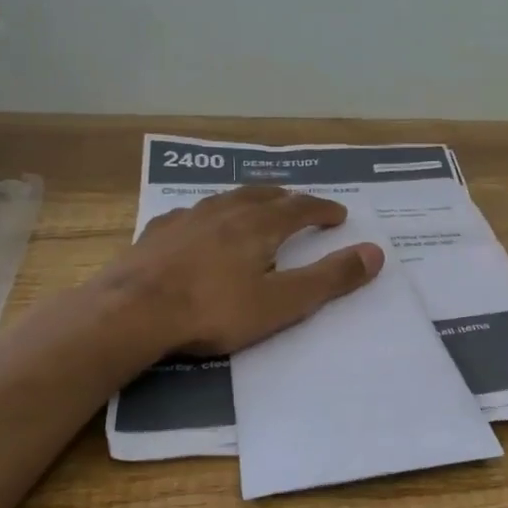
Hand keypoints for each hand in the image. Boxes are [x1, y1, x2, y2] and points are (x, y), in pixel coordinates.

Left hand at [118, 185, 384, 355]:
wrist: (131, 312)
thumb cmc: (214, 310)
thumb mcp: (283, 303)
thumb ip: (330, 278)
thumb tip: (376, 253)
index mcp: (259, 225)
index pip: (301, 208)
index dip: (323, 210)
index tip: (338, 215)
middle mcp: (226, 212)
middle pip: (263, 195)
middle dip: (286, 198)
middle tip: (298, 203)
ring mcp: (187, 219)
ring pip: (226, 199)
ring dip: (248, 200)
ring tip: (255, 206)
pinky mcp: (157, 234)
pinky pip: (191, 214)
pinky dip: (209, 216)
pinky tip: (200, 226)